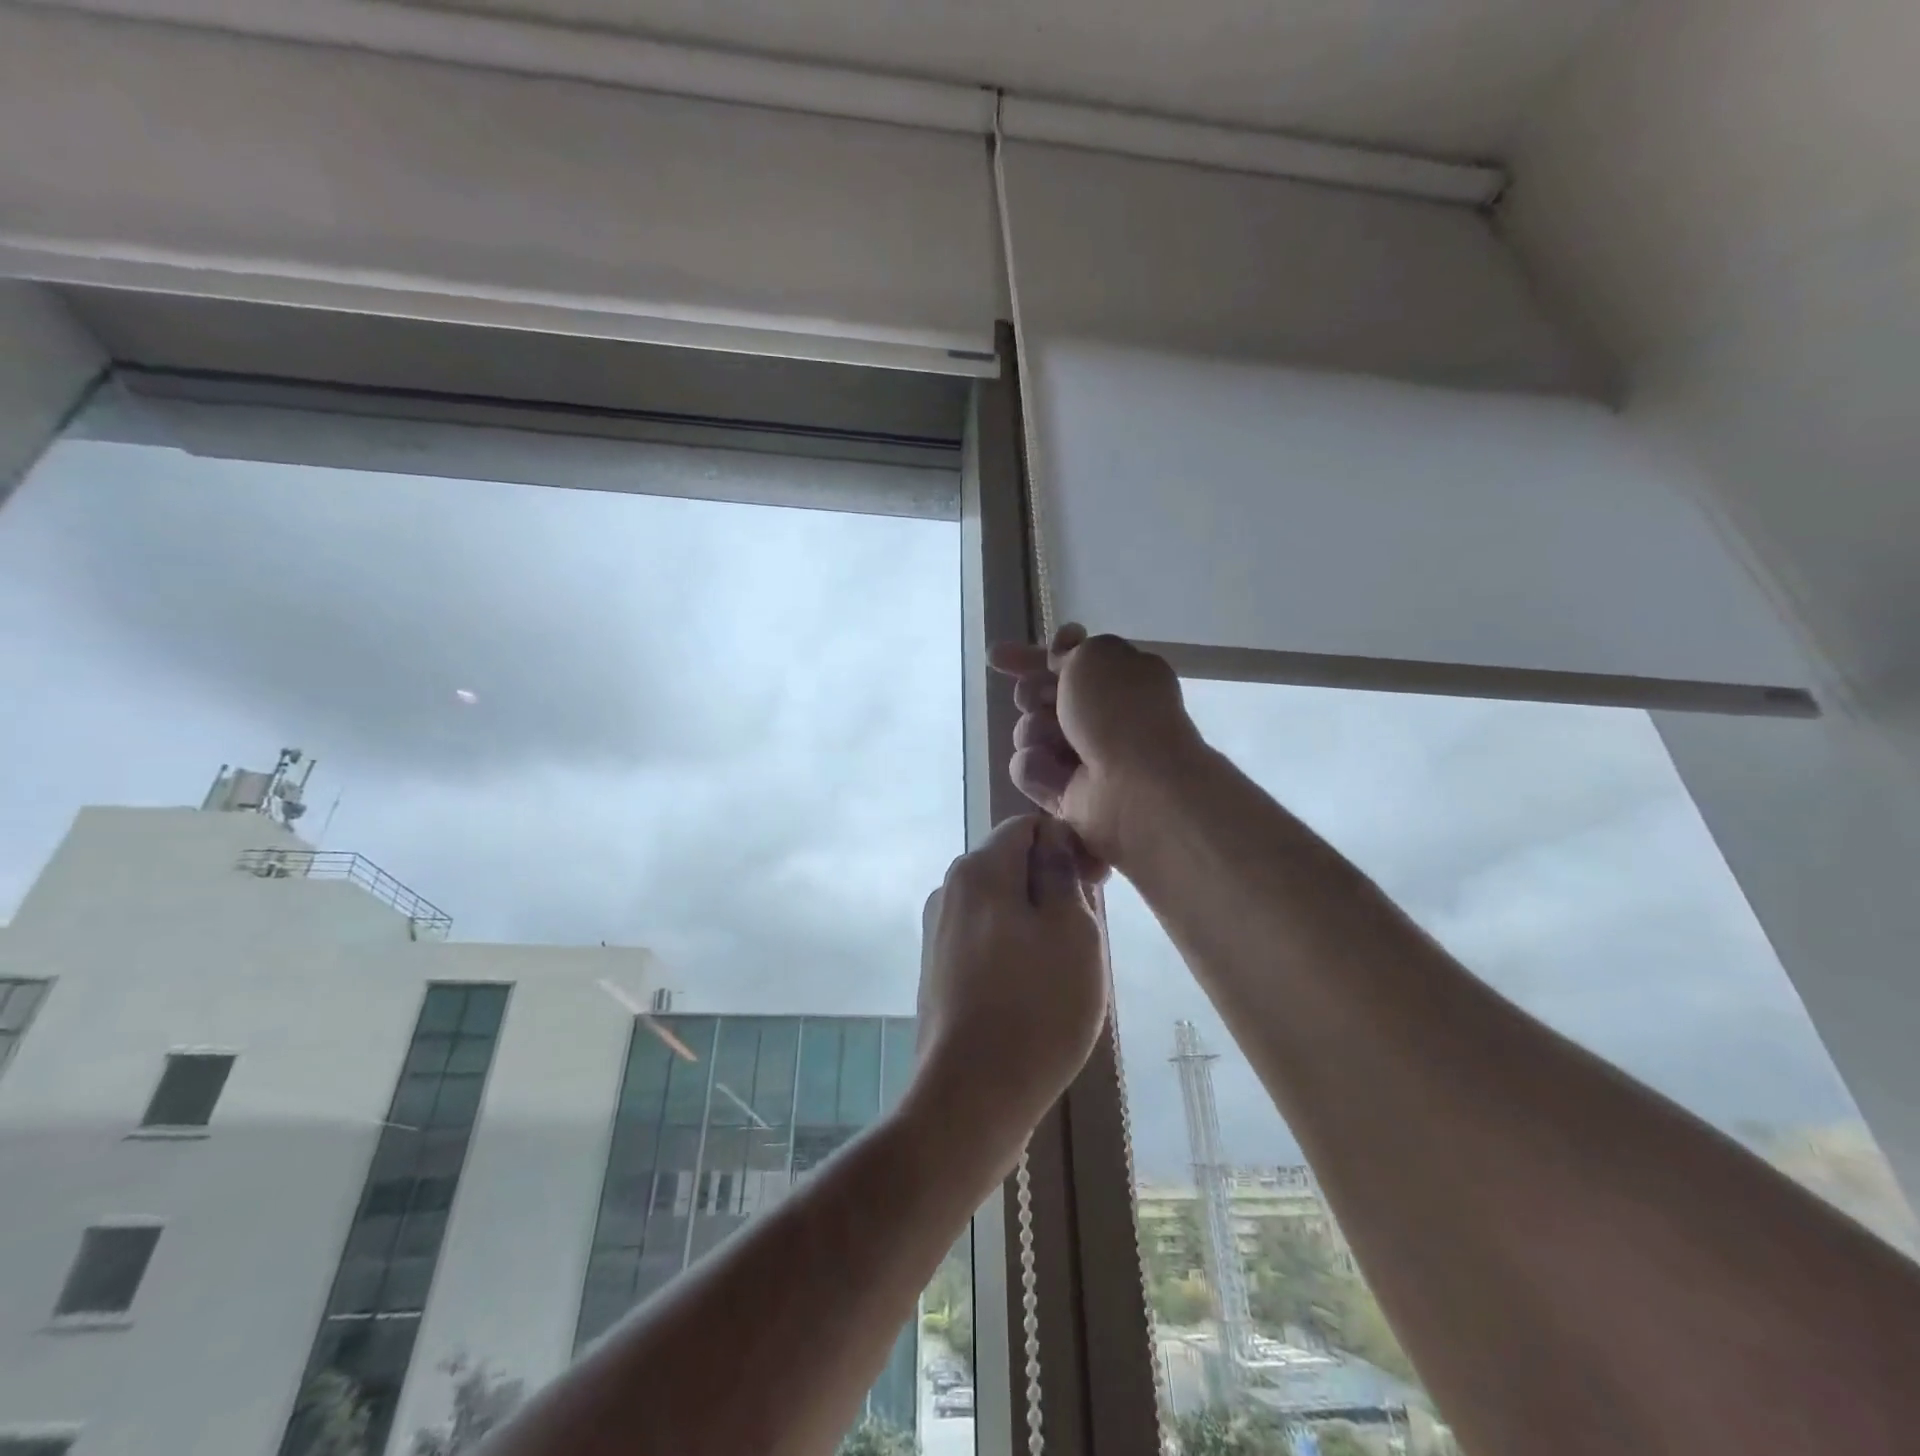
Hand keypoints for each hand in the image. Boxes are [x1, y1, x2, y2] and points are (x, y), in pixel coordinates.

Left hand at [914, 814, 1106, 1132]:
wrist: (970, 1097)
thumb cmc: (1036, 1007)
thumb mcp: (1072, 931)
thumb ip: (1062, 873)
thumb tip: (1053, 839)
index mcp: (978, 869)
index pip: (1028, 826)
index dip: (1069, 845)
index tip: (1098, 887)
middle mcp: (948, 890)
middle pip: (1011, 864)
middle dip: (1052, 885)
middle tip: (1087, 933)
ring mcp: (937, 932)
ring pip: (1000, 904)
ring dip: (1035, 920)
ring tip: (1063, 967)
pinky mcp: (936, 970)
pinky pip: (984, 938)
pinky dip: (1013, 948)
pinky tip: (1032, 990)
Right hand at [989, 625, 1203, 866]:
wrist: (1136, 787)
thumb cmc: (1121, 712)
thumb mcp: (1097, 656)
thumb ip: (1071, 649)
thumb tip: (1059, 654)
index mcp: (1120, 677)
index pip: (1067, 660)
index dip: (1033, 656)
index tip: (998, 657)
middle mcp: (1102, 716)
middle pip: (1040, 696)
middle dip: (1031, 695)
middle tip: (1041, 701)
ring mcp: (1082, 756)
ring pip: (1029, 732)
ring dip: (1035, 732)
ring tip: (1059, 743)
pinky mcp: (1064, 793)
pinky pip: (1028, 769)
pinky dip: (1038, 769)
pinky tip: (1058, 776)